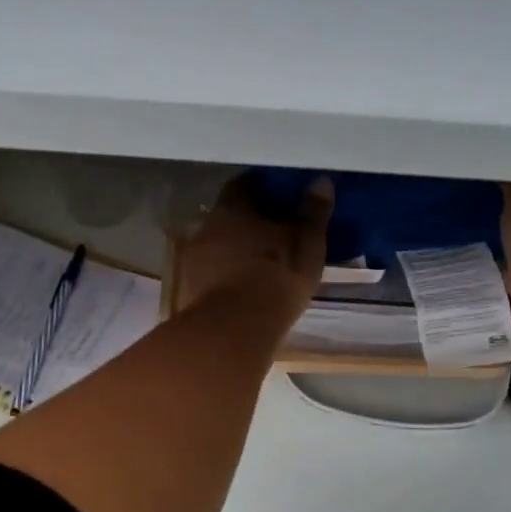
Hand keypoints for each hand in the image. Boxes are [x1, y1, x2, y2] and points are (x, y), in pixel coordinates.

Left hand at [176, 174, 333, 337]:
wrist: (233, 331)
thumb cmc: (275, 278)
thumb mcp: (306, 244)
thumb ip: (313, 212)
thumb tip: (321, 181)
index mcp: (232, 208)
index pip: (244, 184)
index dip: (263, 187)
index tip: (281, 195)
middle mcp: (207, 226)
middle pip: (229, 214)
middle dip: (250, 220)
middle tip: (276, 229)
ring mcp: (194, 259)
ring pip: (219, 244)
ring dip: (237, 248)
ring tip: (262, 261)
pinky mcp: (189, 289)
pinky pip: (212, 272)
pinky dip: (227, 274)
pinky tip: (245, 286)